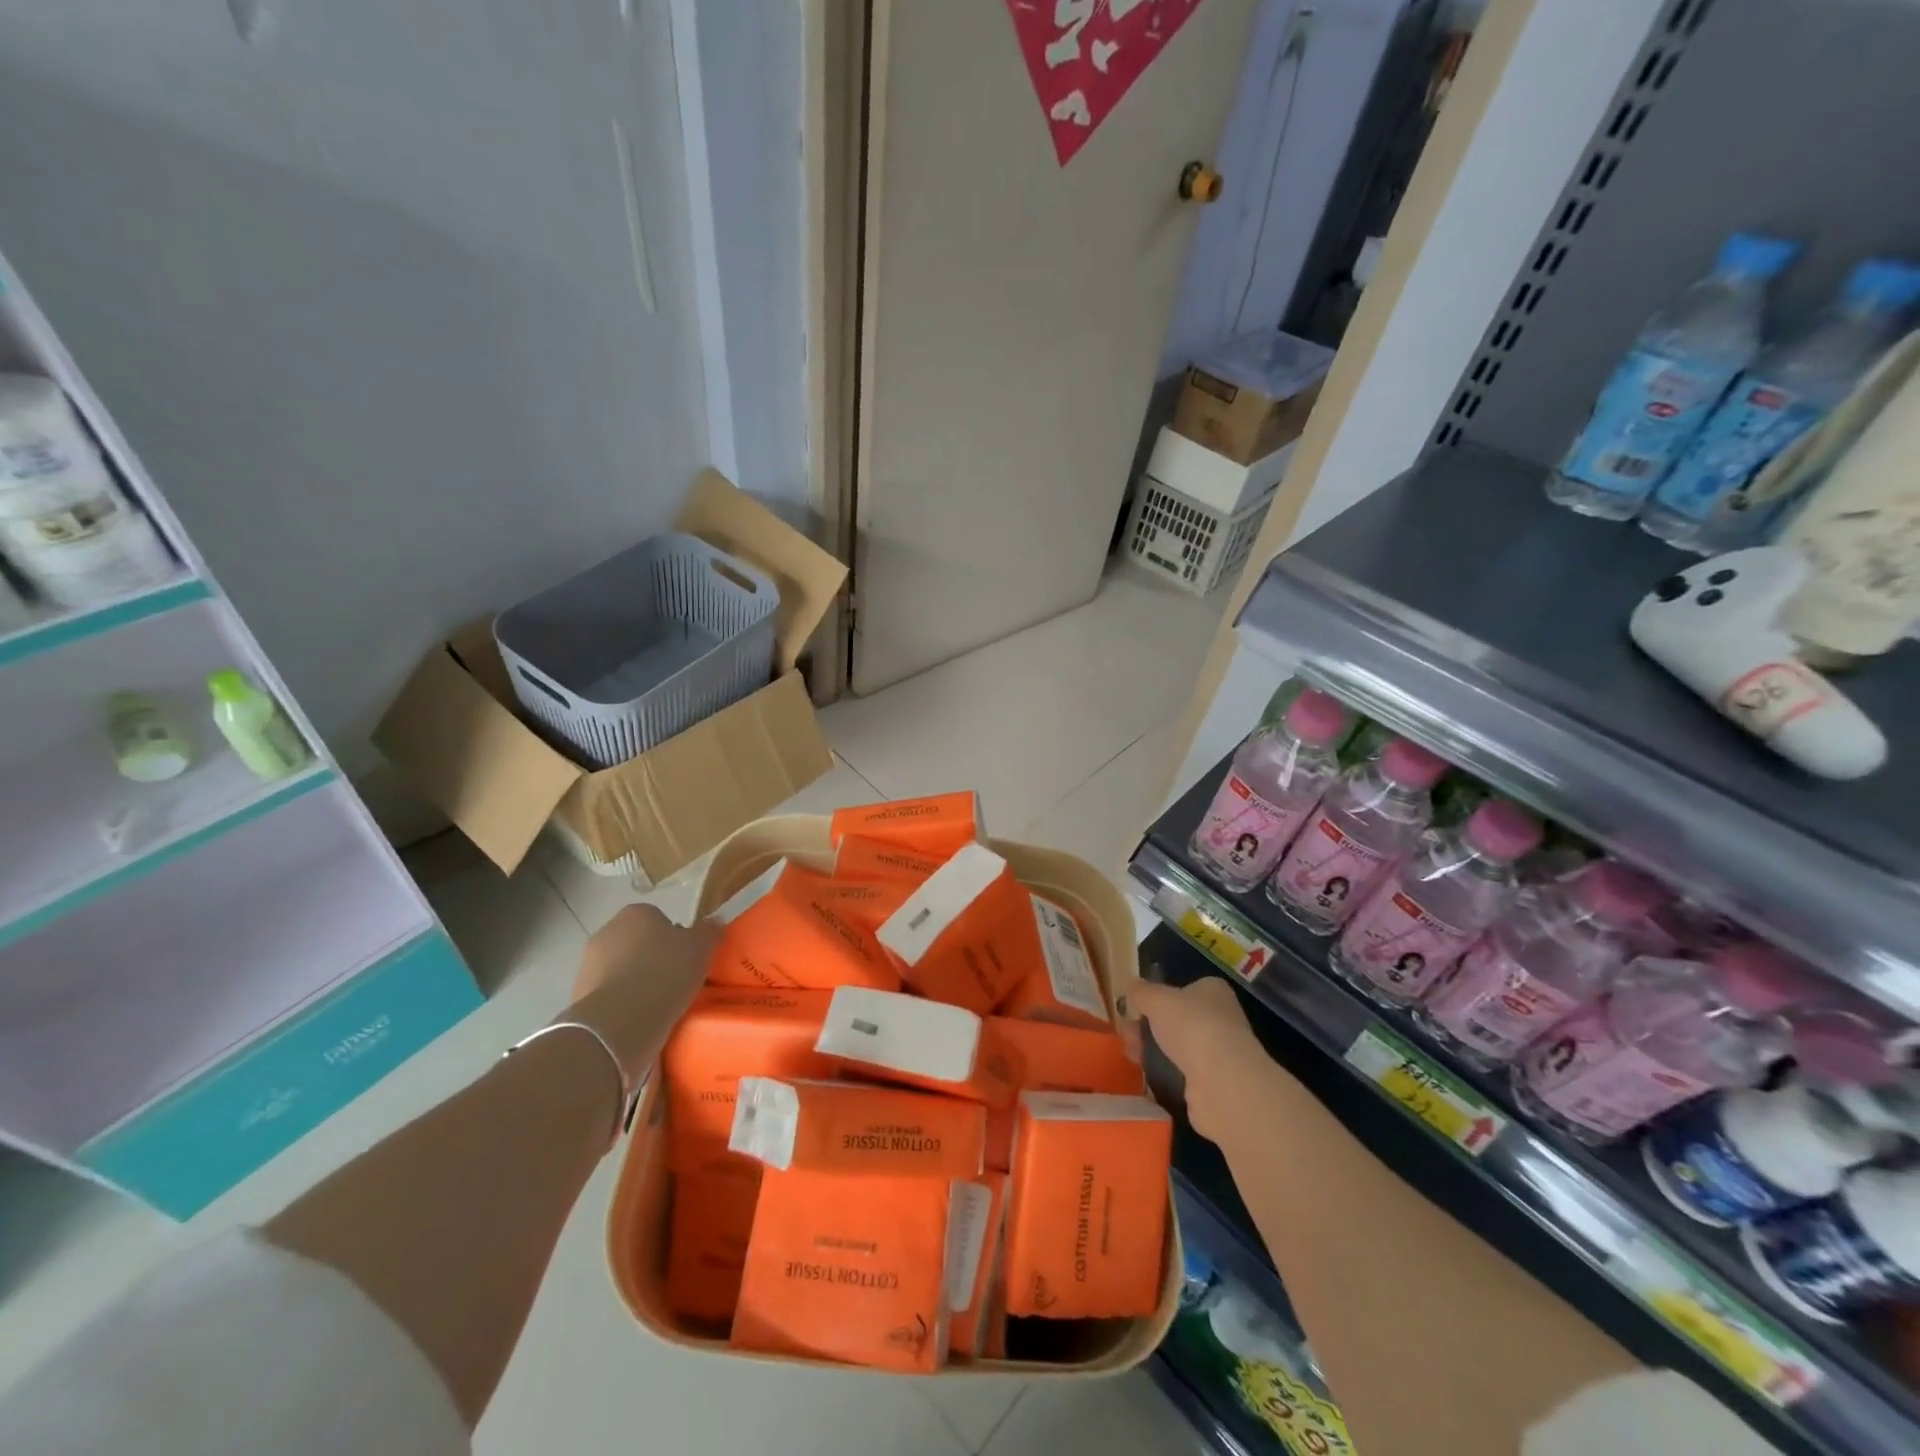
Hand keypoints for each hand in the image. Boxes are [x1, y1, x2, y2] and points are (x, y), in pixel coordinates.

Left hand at [570, 906, 716, 1082]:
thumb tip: (714, 923)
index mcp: (635, 913)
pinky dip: (623, 1004)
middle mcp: (606, 932)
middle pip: (637, 943)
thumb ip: (709, 932)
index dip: (675, 937)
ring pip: (621, 970)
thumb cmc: (665, 972)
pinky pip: (610, 996)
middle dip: (652, 958)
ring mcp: (587, 965)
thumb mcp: (701, 947)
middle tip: (675, 979)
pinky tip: (640, 1019)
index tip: (686, 958)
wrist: (621, 1020)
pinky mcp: (578, 997)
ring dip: (636, 982)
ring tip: (659, 1004)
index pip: (658, 919)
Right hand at [1122, 976, 1260, 1141]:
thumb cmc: (1190, 1025)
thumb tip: (1129, 983)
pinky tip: (1146, 1074)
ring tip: (1130, 1054)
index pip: (1184, 988)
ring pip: (1177, 1046)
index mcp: (1213, 991)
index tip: (1135, 1006)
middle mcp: (1221, 1018)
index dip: (1158, 996)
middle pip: (1177, 1019)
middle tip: (1126, 1033)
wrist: (1221, 1081)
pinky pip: (1181, 1072)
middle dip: (1149, 1026)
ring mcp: (1219, 1052)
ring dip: (1153, 1049)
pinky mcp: (1214, 1082)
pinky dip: (1164, 1072)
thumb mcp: (1156, 999)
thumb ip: (1141, 991)